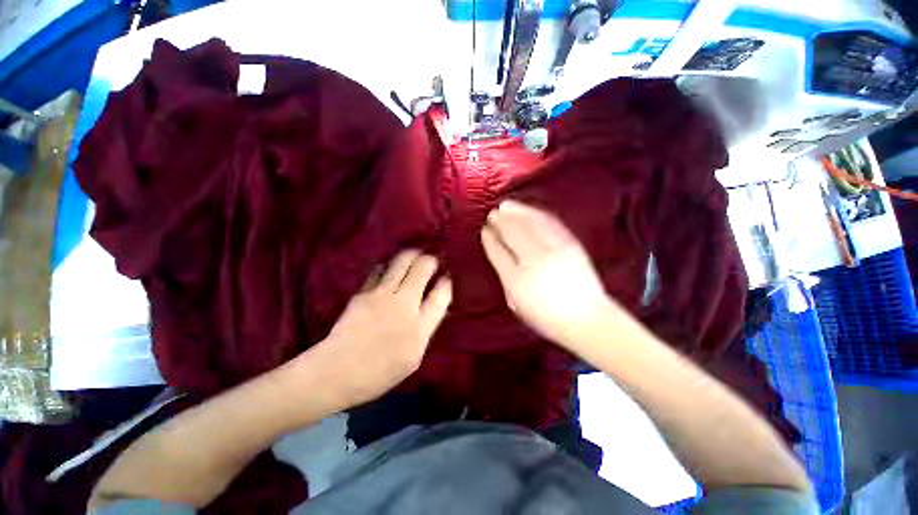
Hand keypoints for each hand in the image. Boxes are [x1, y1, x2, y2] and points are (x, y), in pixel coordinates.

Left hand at [309, 250, 451, 406]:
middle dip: (431, 260)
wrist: (336, 372)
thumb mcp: (414, 358)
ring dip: (412, 255)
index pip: (441, 293)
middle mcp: (403, 304)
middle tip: (432, 261)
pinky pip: (380, 270)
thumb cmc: (379, 372)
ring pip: (402, 261)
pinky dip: (389, 266)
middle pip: (423, 268)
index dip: (447, 281)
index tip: (447, 276)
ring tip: (415, 256)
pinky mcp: (363, 292)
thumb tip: (436, 307)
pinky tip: (390, 269)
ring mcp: (381, 295)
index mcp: (419, 326)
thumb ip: (427, 329)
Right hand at [481, 200, 613, 349]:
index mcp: (517, 280)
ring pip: (531, 224)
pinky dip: (537, 214)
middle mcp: (534, 262)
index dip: (490, 239)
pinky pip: (550, 224)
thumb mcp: (516, 302)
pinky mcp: (570, 245)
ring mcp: (554, 251)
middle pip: (513, 234)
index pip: (498, 252)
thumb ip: (505, 277)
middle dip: (500, 221)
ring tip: (506, 206)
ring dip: (516, 212)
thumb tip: (498, 254)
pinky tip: (529, 211)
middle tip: (492, 214)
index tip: (484, 231)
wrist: (586, 318)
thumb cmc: (545, 316)